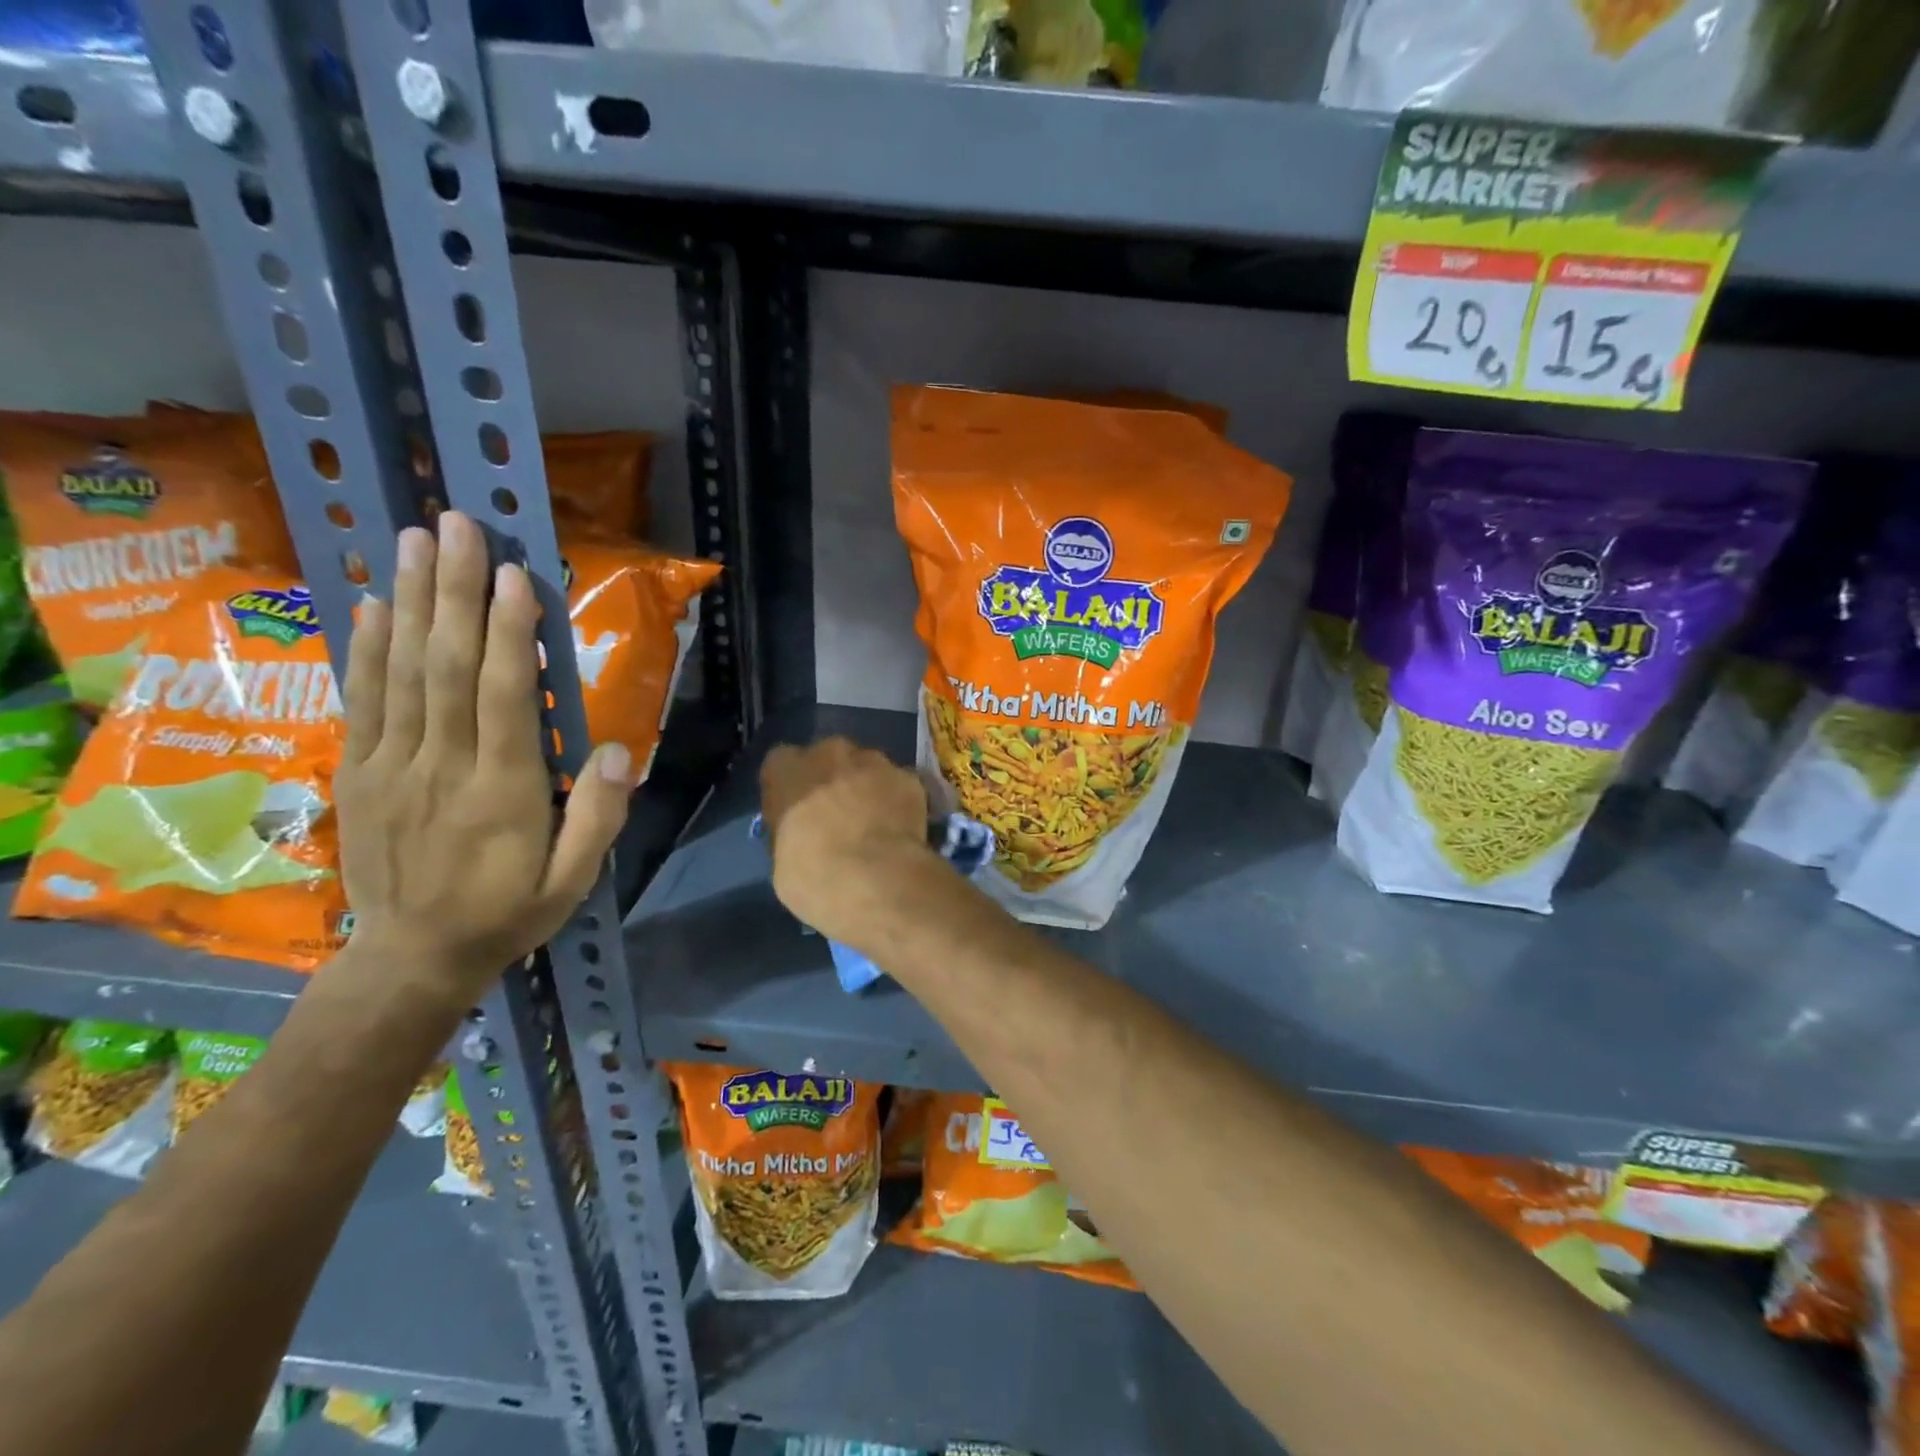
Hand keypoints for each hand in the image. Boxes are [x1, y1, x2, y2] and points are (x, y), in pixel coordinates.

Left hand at [334, 512, 633, 1004]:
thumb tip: (617, 750)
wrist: (412, 957)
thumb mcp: (573, 881)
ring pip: (402, 671)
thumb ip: (597, 817)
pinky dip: (367, 648)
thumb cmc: (508, 912)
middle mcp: (444, 766)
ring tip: (415, 539)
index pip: (503, 699)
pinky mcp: (362, 770)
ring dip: (411, 600)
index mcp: (503, 792)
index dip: (507, 634)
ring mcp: (394, 765)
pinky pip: (364, 700)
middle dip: (455, 591)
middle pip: (447, 667)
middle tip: (459, 526)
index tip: (513, 574)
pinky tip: (376, 603)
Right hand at [759, 737, 932, 947]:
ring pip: (868, 766)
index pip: (781, 764)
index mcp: (786, 770)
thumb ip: (791, 834)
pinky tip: (900, 829)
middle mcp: (829, 752)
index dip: (791, 787)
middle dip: (832, 779)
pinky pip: (900, 785)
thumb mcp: (781, 861)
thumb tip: (804, 838)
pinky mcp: (909, 778)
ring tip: (874, 823)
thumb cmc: (813, 875)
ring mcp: (874, 761)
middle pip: (829, 757)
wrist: (875, 879)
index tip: (797, 811)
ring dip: (868, 787)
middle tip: (838, 815)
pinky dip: (899, 801)